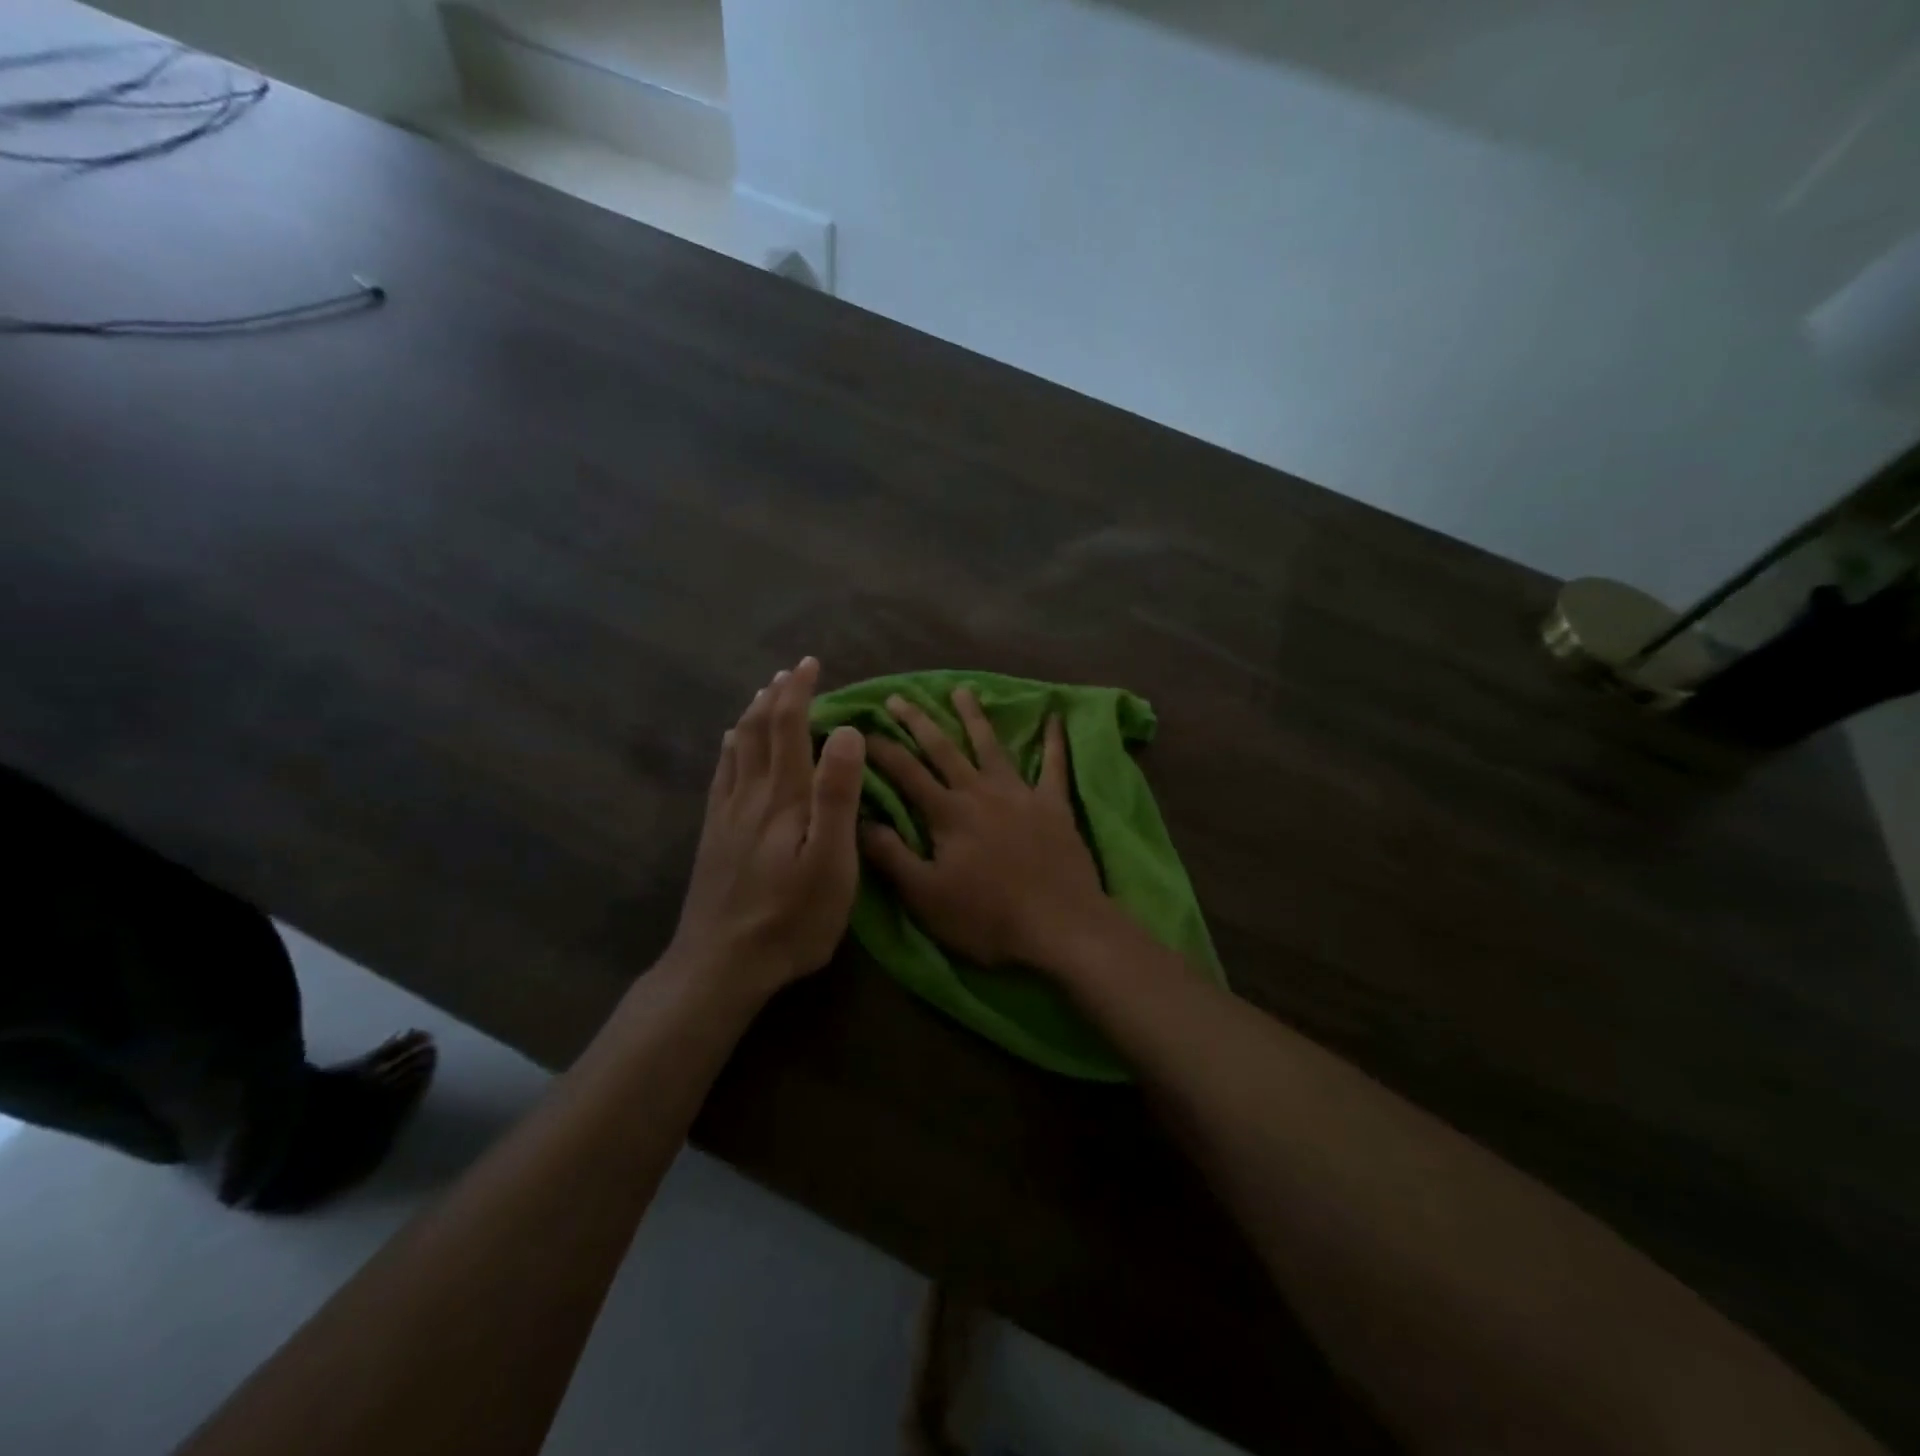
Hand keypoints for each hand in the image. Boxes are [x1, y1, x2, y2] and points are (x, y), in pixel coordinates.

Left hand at [664, 657, 865, 998]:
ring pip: (737, 748)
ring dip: (753, 715)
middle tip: (792, 671)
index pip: (789, 727)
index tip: (811, 664)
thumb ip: (837, 795)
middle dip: (777, 695)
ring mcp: (727, 815)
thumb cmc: (791, 918)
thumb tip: (847, 732)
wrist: (720, 965)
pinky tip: (729, 745)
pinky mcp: (714, 836)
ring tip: (763, 694)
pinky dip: (729, 749)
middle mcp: (751, 795)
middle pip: (760, 730)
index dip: (799, 691)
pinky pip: (721, 776)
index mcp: (784, 797)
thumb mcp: (831, 862)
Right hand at [860, 687, 1113, 971]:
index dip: (881, 750)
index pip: (906, 773)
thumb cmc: (987, 916)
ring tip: (963, 690)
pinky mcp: (1053, 804)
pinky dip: (1054, 740)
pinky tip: (1055, 717)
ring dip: (975, 717)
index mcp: (948, 813)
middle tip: (898, 697)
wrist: (1059, 924)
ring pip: (992, 746)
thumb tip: (858, 818)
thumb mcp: (925, 895)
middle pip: (943, 749)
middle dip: (918, 721)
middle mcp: (980, 792)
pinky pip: (1055, 765)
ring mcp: (1020, 794)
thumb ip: (891, 855)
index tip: (860, 730)